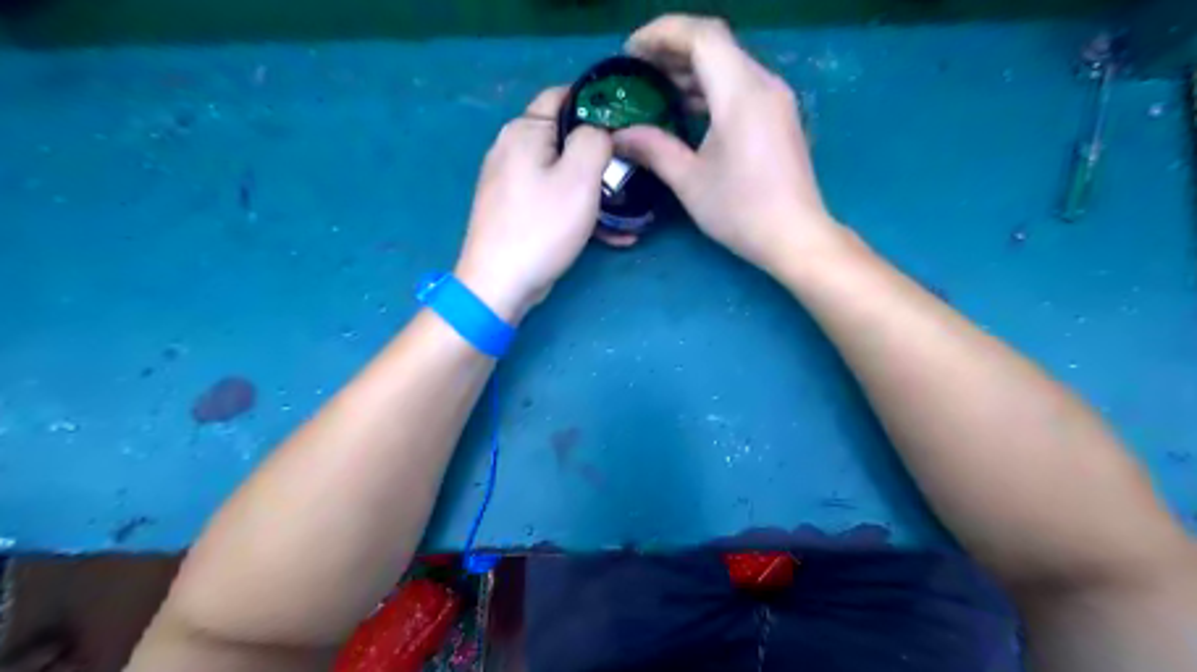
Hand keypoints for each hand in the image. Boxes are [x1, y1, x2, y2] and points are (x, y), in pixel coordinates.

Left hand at [454, 86, 611, 323]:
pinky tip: (612, 234)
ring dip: (597, 190)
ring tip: (629, 211)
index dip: (599, 104)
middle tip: (632, 173)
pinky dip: (580, 211)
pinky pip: (554, 200)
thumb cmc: (541, 227)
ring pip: (563, 174)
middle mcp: (512, 149)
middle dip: (602, 155)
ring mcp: (512, 182)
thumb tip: (600, 132)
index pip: (564, 95)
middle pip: (565, 138)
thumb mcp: (579, 177)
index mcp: (524, 130)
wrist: (499, 284)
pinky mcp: (517, 211)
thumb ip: (595, 140)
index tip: (630, 126)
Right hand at [617, 17, 839, 273]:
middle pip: (716, 44)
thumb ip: (653, 149)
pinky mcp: (779, 116)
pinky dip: (711, 88)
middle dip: (672, 50)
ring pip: (729, 64)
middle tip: (636, 70)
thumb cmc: (741, 210)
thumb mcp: (689, 181)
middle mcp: (763, 84)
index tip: (629, 52)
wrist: (795, 236)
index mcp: (741, 93)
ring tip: (655, 88)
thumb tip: (618, 135)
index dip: (661, 34)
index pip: (701, 36)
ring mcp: (776, 99)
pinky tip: (687, 110)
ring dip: (691, 70)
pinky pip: (741, 85)